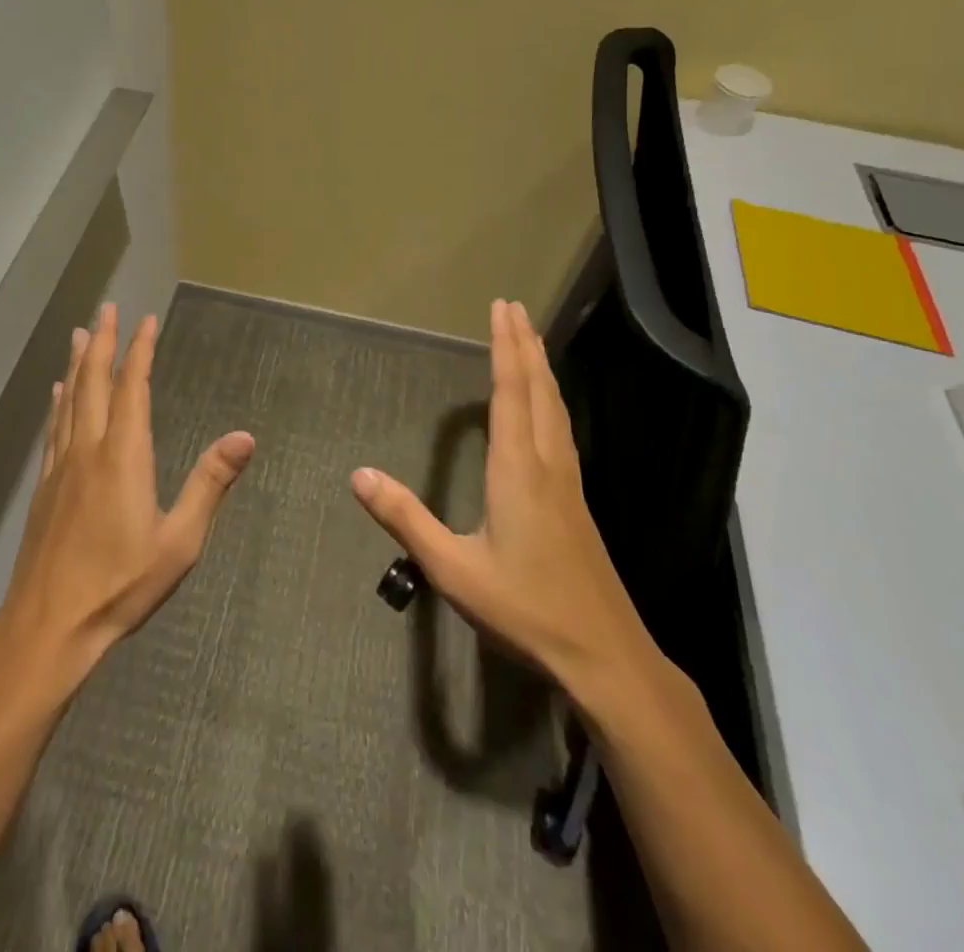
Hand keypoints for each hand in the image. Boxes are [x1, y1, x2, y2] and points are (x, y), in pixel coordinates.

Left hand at [2, 304, 255, 675]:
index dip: (140, 350)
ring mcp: (61, 466)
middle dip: (102, 342)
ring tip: (80, 335)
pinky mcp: (44, 486)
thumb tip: (245, 436)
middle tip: (106, 309)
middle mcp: (88, 448)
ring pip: (69, 400)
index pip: (132, 387)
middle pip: (94, 382)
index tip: (146, 320)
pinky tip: (57, 394)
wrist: (48, 625)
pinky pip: (53, 428)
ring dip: (78, 364)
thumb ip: (209, 483)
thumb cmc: (120, 584)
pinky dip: (58, 401)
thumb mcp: (179, 540)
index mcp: (123, 455)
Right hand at [351, 299, 664, 714]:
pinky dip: (550, 400)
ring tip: (532, 342)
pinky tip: (548, 410)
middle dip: (525, 345)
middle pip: (537, 390)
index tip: (502, 309)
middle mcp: (546, 465)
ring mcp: (568, 483)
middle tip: (515, 308)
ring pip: (555, 409)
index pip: (509, 393)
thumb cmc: (524, 609)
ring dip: (541, 369)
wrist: (604, 655)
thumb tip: (359, 474)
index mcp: (517, 470)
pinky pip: (561, 430)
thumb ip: (405, 518)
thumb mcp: (452, 569)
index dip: (504, 348)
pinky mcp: (576, 502)